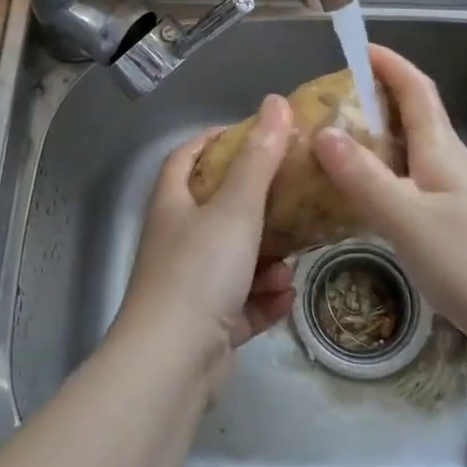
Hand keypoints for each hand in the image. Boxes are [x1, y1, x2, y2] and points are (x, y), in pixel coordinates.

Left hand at [116, 95, 297, 395]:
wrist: (172, 364)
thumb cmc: (200, 272)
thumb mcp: (236, 208)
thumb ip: (259, 158)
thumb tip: (276, 102)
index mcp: (173, 206)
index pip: (186, 157)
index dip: (215, 141)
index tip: (254, 134)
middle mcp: (177, 241)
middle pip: (217, 210)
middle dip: (257, 206)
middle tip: (294, 198)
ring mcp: (190, 286)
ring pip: (236, 260)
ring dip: (267, 260)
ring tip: (291, 264)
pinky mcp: (207, 325)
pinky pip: (242, 302)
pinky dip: (263, 299)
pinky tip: (285, 299)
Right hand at [310, 46, 466, 345]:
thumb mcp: (411, 220)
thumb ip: (365, 178)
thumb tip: (323, 131)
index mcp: (441, 151)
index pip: (415, 90)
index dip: (389, 64)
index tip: (357, 46)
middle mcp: (448, 168)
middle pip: (410, 120)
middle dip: (371, 102)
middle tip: (324, 107)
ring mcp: (455, 202)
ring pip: (407, 158)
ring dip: (372, 145)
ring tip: (327, 152)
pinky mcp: (456, 234)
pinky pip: (409, 193)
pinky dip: (380, 187)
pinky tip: (359, 207)